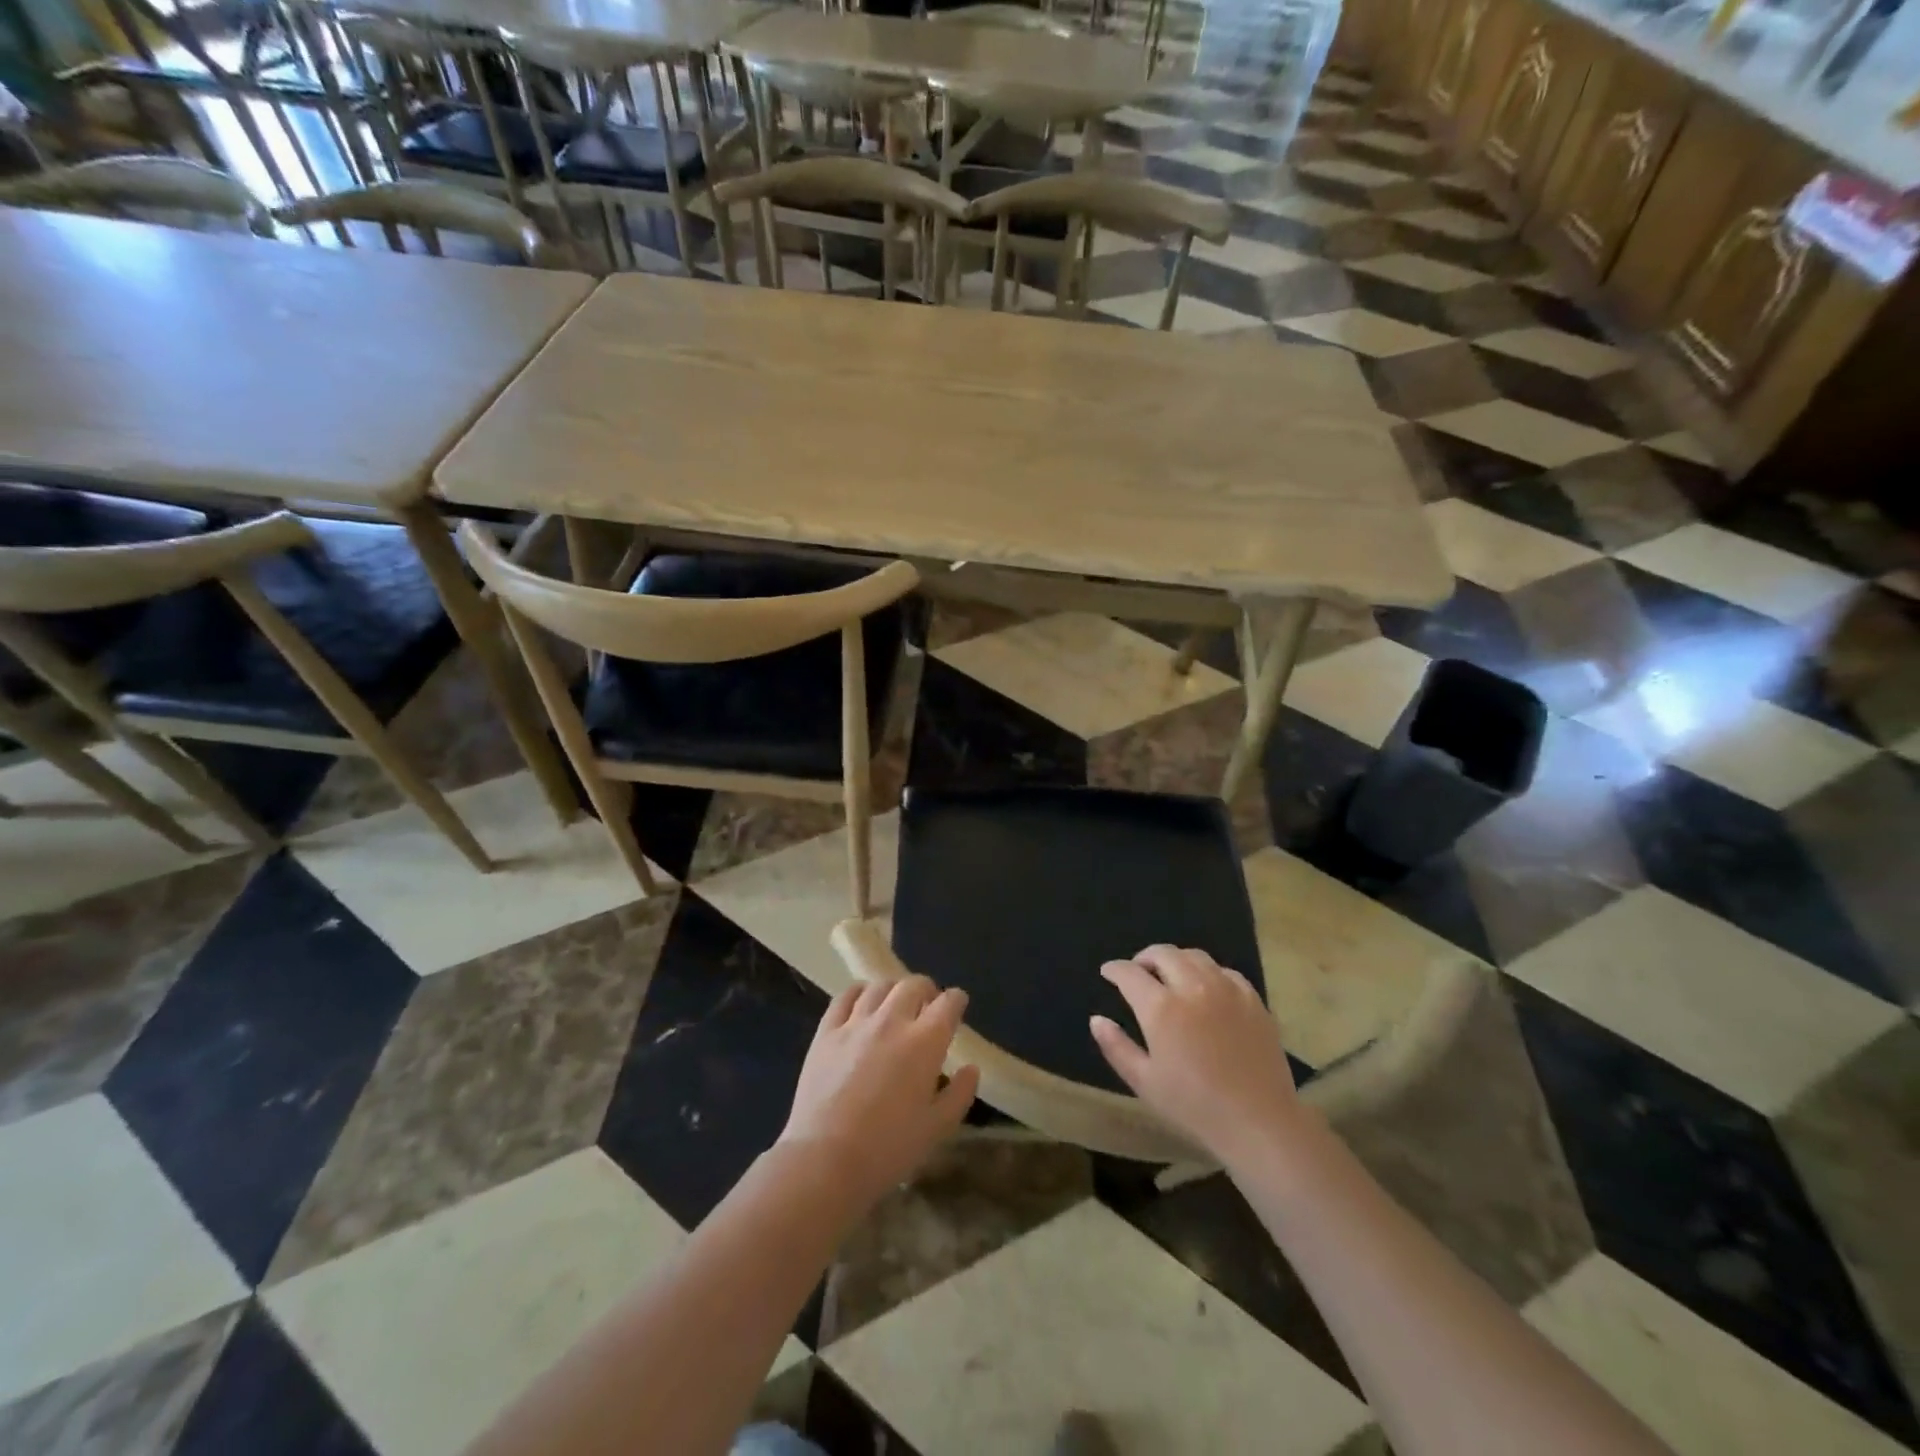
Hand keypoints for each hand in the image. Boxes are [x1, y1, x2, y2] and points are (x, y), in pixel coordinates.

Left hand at [780, 976, 980, 1209]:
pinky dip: (859, 993)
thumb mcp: (937, 1129)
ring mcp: (856, 1023)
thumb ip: (960, 1094)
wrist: (825, 1160)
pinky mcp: (826, 1032)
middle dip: (926, 990)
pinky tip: (862, 1003)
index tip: (957, 1006)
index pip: (948, 1003)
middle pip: (913, 985)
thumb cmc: (888, 1149)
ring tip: (895, 1005)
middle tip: (927, 1006)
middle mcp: (892, 1021)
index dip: (956, 1000)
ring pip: (880, 986)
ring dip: (894, 990)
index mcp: (925, 1042)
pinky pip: (845, 997)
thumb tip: (970, 1069)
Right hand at [1090, 945, 1303, 1164]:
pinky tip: (1207, 989)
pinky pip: (1225, 972)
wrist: (1259, 1123)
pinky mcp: (1252, 999)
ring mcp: (1227, 990)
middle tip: (1138, 972)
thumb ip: (1116, 1047)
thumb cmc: (1194, 1107)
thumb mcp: (1144, 1082)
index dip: (1114, 969)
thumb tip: (1097, 1019)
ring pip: (1195, 956)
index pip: (1130, 973)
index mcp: (1161, 1008)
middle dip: (1144, 958)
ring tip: (1170, 975)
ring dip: (1175, 960)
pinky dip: (1208, 973)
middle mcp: (1193, 987)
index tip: (1108, 972)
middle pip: (1163, 953)